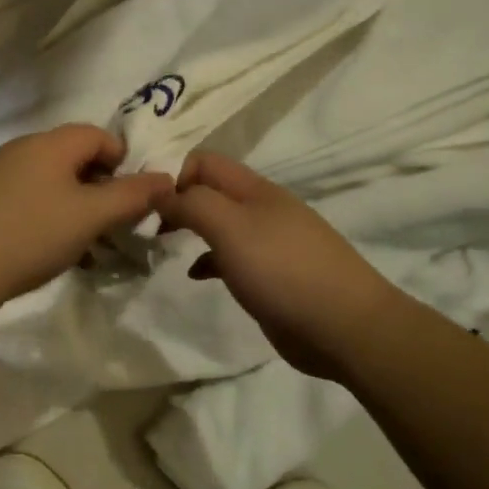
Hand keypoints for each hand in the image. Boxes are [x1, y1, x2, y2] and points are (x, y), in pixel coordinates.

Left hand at [0, 125, 173, 307]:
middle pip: (72, 158)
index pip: (98, 135)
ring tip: (81, 244)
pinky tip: (44, 250)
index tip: (131, 198)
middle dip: (98, 188)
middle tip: (110, 224)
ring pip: (48, 182)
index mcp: (49, 144)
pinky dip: (44, 217)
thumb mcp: (90, 216)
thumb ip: (131, 196)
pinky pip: (24, 200)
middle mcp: (20, 149)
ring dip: (72, 207)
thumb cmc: (30, 235)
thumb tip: (167, 178)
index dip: (122, 161)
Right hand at [156, 151, 396, 380]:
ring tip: (162, 246)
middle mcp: (261, 209)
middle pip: (210, 191)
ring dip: (190, 231)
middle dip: (177, 202)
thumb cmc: (282, 270)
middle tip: (147, 226)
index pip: (204, 162)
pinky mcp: (269, 276)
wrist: (343, 327)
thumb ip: (193, 204)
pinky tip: (196, 275)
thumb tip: (161, 191)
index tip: (146, 204)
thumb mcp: (231, 227)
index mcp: (255, 190)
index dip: (173, 174)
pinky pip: (230, 257)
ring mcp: (267, 243)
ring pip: (219, 225)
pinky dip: (209, 261)